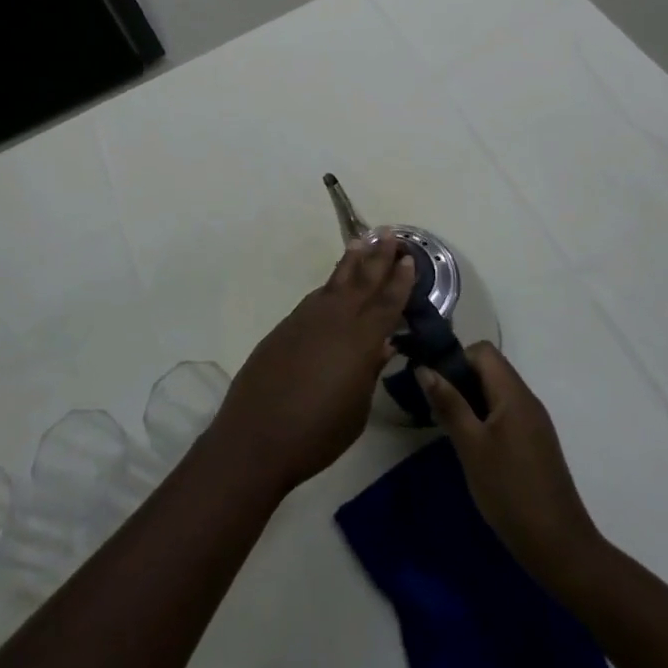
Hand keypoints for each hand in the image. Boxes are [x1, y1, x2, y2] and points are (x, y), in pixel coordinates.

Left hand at [208, 236, 414, 495]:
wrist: (257, 434)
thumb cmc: (317, 432)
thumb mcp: (356, 408)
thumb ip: (369, 370)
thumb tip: (382, 344)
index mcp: (359, 340)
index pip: (386, 302)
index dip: (400, 280)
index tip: (410, 258)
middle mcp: (334, 319)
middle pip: (361, 280)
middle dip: (378, 257)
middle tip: (391, 233)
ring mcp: (305, 319)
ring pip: (334, 283)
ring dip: (351, 263)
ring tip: (362, 244)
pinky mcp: (285, 327)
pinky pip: (315, 298)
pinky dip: (330, 287)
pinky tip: (334, 287)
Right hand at [418, 344, 608, 582]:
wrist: (559, 547)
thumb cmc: (510, 491)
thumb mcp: (471, 445)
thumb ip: (448, 404)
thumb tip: (424, 368)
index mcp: (514, 394)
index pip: (483, 351)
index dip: (455, 358)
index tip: (433, 382)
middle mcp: (527, 401)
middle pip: (489, 369)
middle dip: (458, 379)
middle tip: (433, 405)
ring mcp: (533, 423)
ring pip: (495, 392)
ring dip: (468, 399)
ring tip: (446, 425)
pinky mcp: (534, 443)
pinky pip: (504, 413)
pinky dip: (483, 417)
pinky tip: (469, 444)